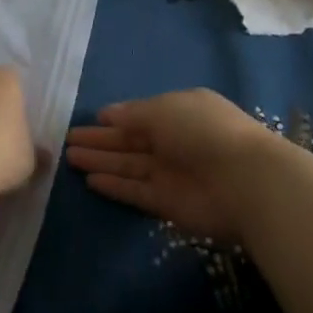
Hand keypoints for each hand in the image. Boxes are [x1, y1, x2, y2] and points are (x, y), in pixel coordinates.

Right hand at [66, 89, 274, 243]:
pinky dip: (115, 186)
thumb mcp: (164, 109)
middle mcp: (175, 141)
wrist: (244, 181)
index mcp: (179, 111)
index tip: (91, 120)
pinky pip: (136, 191)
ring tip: (70, 158)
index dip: (116, 118)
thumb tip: (107, 114)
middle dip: (101, 141)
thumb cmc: (203, 131)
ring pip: (129, 166)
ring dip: (101, 162)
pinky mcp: (168, 204)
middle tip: (68, 140)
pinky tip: (90, 180)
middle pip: (131, 141)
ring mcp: (172, 173)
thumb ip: (133, 114)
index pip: (141, 115)